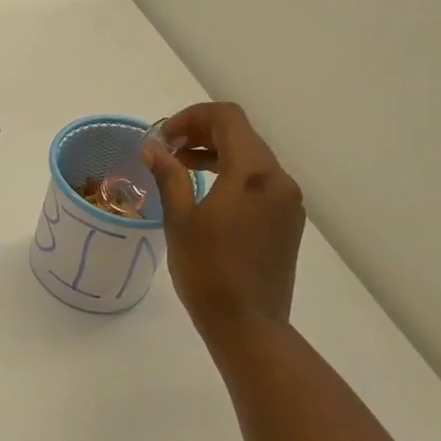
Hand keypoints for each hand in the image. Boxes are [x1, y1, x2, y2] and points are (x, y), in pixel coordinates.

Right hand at [142, 102, 304, 343]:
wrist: (248, 324)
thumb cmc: (207, 271)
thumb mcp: (180, 220)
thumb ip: (169, 176)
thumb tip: (153, 148)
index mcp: (252, 173)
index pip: (227, 118)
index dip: (192, 116)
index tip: (163, 136)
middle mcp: (278, 179)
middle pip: (242, 134)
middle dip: (202, 132)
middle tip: (167, 148)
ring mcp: (287, 201)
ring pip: (252, 158)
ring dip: (216, 152)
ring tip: (180, 166)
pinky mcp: (287, 221)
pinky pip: (259, 182)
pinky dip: (232, 174)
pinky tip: (206, 193)